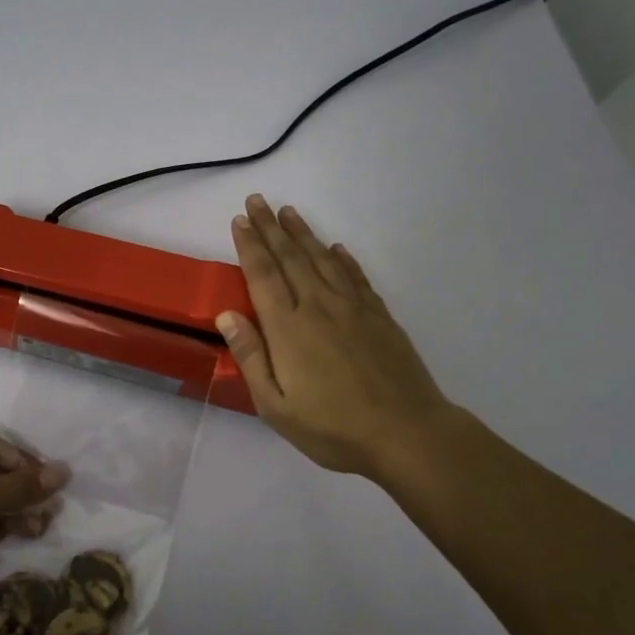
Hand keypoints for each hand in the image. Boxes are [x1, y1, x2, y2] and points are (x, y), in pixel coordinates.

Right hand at [217, 194, 454, 480]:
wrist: (407, 434)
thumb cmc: (333, 428)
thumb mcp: (275, 406)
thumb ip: (251, 357)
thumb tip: (227, 315)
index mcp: (288, 328)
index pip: (263, 275)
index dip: (250, 245)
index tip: (240, 220)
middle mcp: (318, 307)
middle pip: (291, 258)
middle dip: (271, 227)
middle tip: (258, 200)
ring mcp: (353, 309)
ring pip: (323, 260)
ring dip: (303, 233)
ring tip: (289, 212)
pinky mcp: (379, 317)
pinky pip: (356, 277)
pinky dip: (343, 259)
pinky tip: (337, 248)